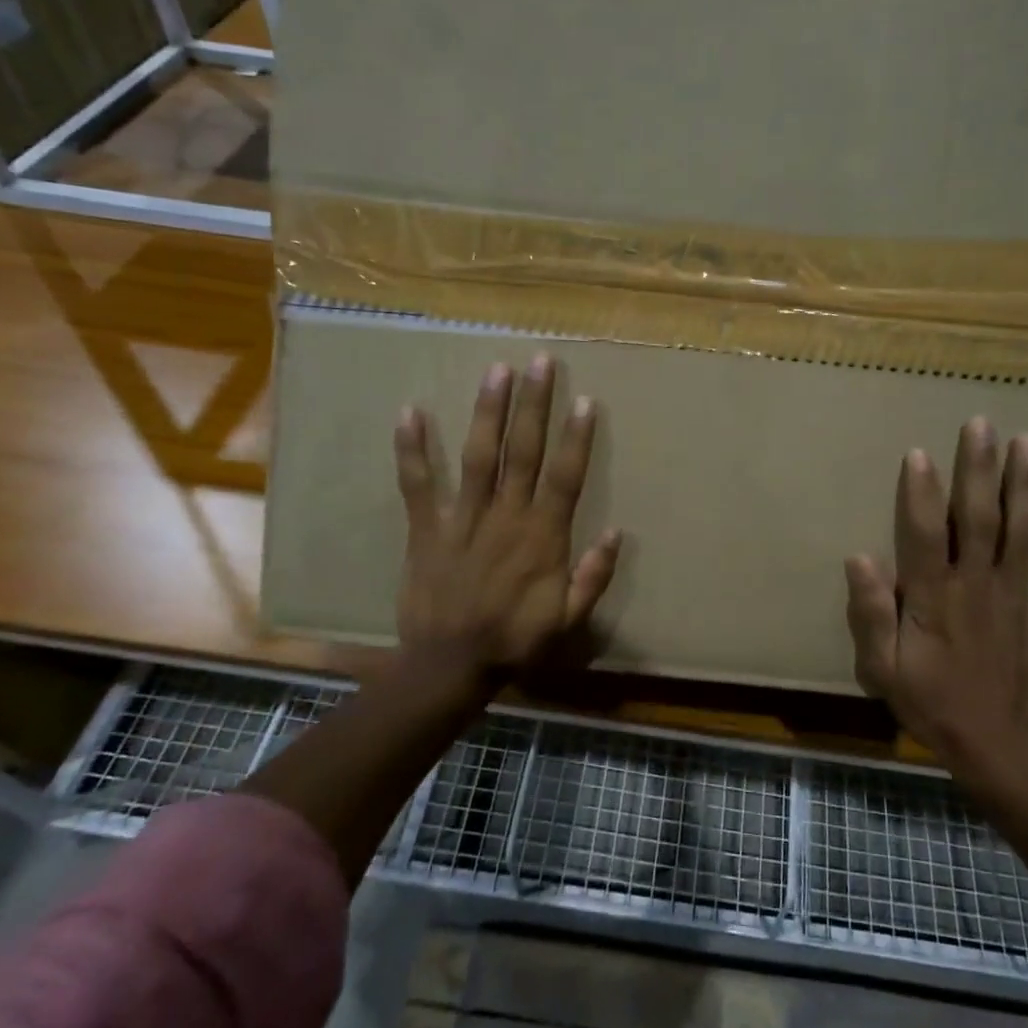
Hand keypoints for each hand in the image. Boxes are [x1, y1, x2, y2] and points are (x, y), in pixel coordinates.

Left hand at [393, 355, 622, 692]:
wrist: (450, 666)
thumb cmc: (514, 640)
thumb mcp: (569, 620)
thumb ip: (594, 576)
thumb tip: (616, 532)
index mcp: (543, 537)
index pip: (565, 477)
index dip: (575, 438)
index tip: (584, 399)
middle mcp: (506, 517)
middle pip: (523, 452)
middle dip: (534, 405)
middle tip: (540, 361)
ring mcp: (463, 520)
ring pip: (479, 457)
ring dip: (488, 413)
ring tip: (496, 371)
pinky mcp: (426, 529)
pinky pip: (418, 485)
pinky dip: (413, 450)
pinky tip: (410, 412)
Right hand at [844, 420, 1027, 786]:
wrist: (1000, 751)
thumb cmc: (932, 705)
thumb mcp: (882, 669)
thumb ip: (870, 614)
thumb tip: (859, 558)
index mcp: (934, 598)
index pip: (925, 534)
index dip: (920, 493)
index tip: (919, 453)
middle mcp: (979, 586)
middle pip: (979, 519)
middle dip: (979, 469)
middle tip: (982, 424)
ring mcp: (1020, 598)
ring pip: (1023, 533)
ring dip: (1026, 486)